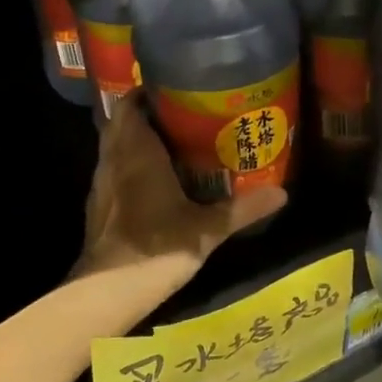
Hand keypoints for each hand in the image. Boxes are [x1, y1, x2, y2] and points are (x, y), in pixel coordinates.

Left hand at [75, 93, 287, 281]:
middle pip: (122, 123)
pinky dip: (131, 168)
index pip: (130, 104)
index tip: (175, 89)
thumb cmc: (157, 246)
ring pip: (116, 148)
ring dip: (138, 142)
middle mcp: (113, 160)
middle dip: (148, 116)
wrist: (107, 292)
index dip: (147, 92)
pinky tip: (157, 183)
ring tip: (175, 145)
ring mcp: (101, 185)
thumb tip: (283, 193)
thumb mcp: (207, 228)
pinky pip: (114, 173)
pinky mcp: (98, 208)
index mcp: (136, 152)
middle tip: (184, 116)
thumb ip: (243, 208)